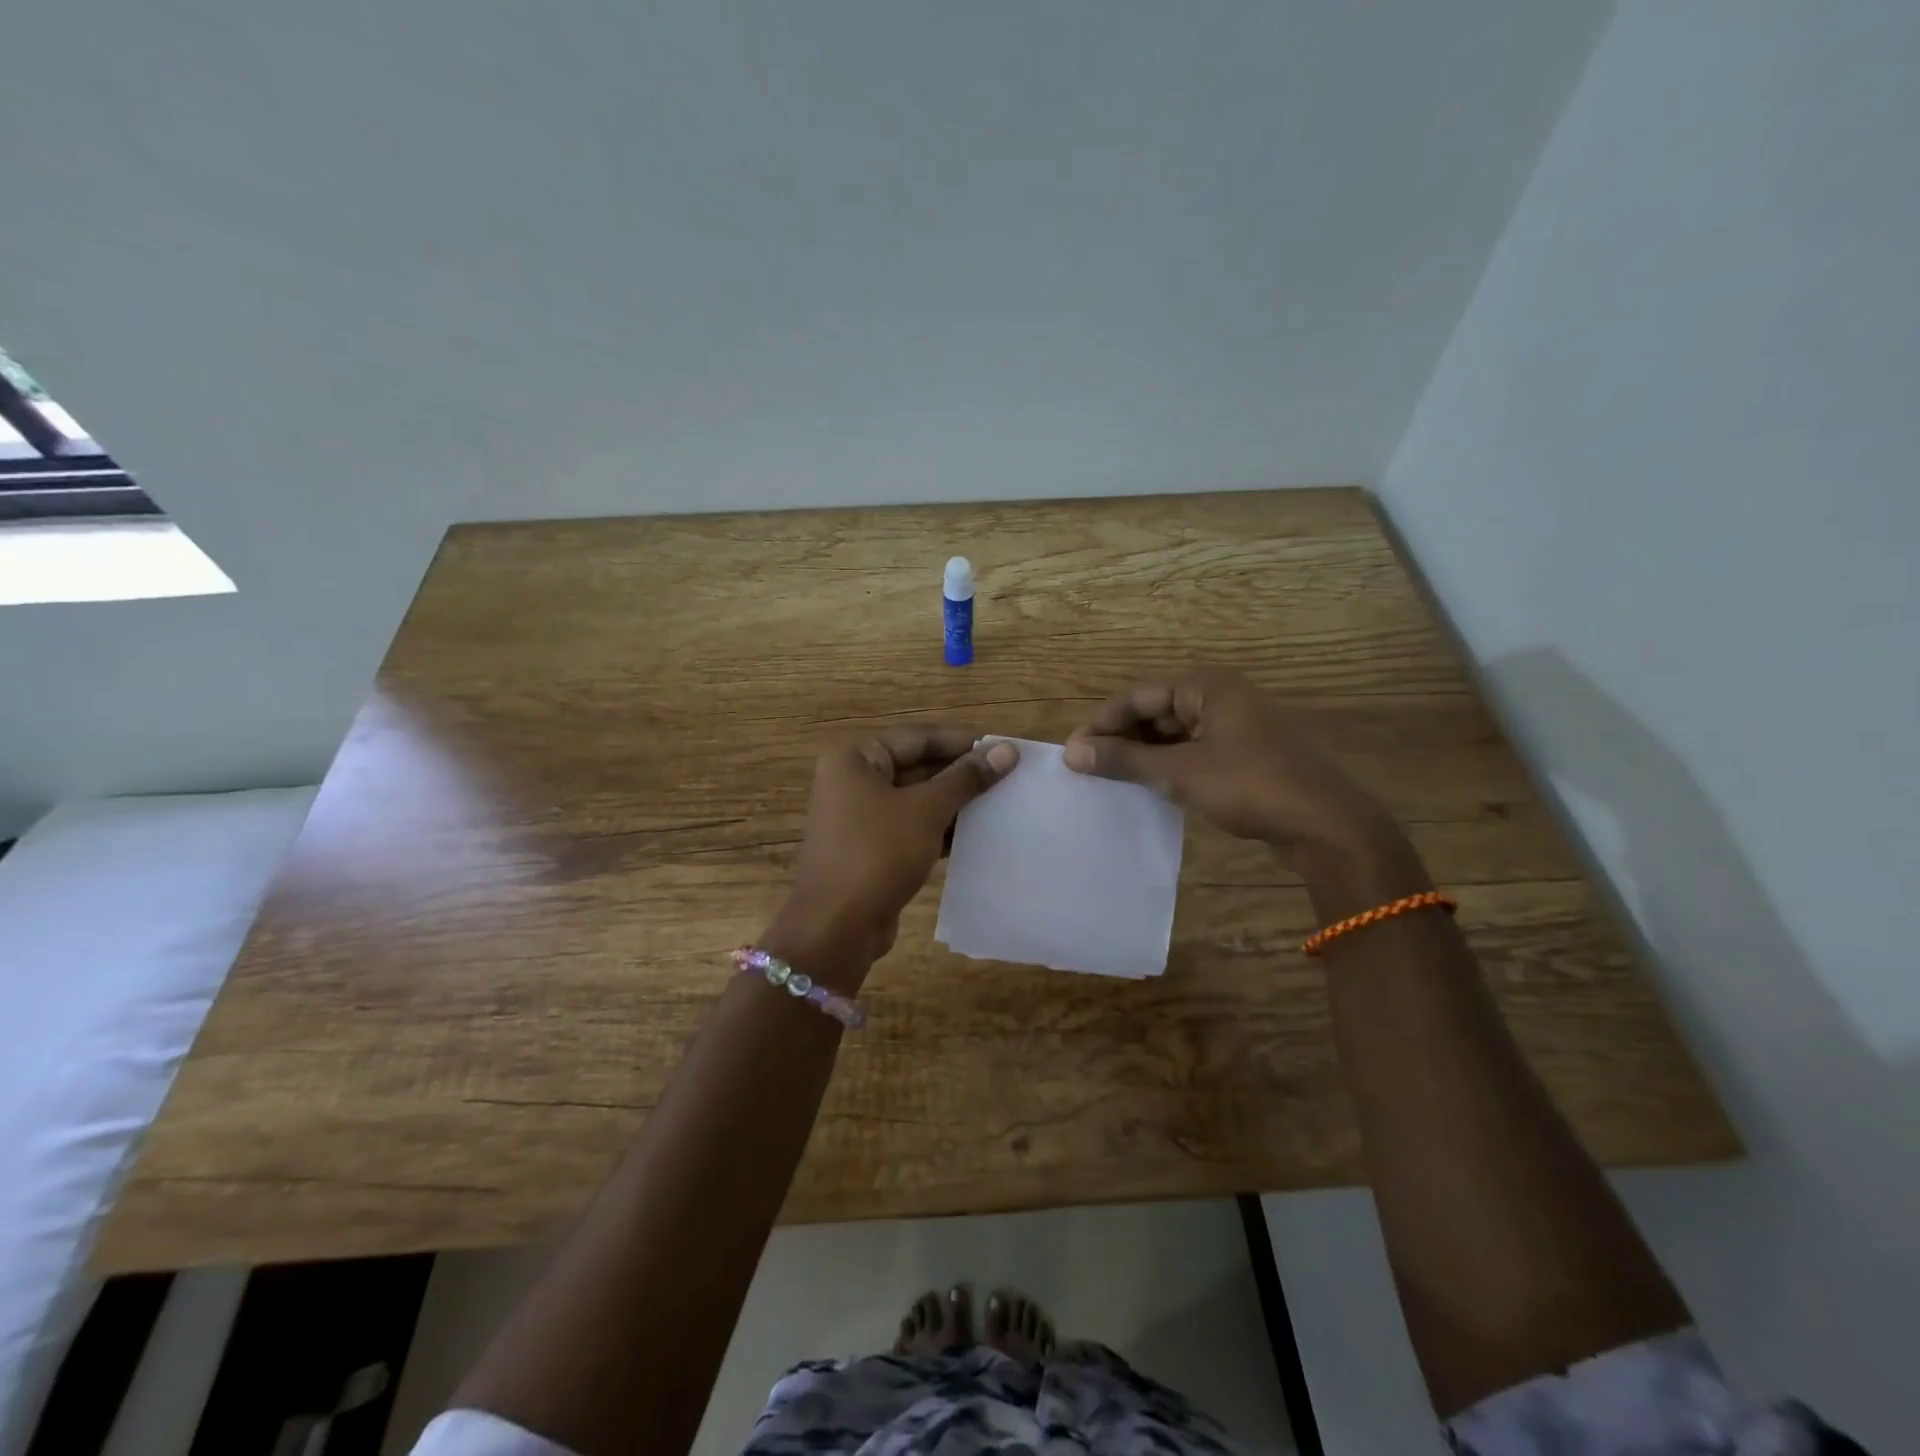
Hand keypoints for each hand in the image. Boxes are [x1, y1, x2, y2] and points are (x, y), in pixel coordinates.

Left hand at [761, 729, 1019, 987]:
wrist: (836, 928)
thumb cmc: (877, 854)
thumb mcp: (926, 810)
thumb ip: (966, 778)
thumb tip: (1007, 750)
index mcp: (856, 758)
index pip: (919, 738)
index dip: (963, 742)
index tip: (1006, 747)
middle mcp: (854, 780)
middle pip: (918, 766)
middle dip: (962, 773)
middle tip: (1011, 776)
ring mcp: (862, 817)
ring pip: (918, 799)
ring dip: (956, 802)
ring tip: (1005, 802)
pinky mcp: (873, 848)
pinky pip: (914, 827)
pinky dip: (942, 828)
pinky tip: (981, 834)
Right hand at [1064, 668, 1412, 877]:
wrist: (1325, 825)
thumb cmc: (1249, 785)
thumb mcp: (1180, 772)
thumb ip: (1124, 761)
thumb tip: (1072, 753)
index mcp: (1206, 686)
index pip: (1138, 695)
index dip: (1102, 722)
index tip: (1073, 751)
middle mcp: (1220, 697)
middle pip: (1156, 710)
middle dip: (1121, 737)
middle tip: (1089, 767)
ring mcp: (1236, 726)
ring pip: (1174, 732)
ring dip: (1143, 753)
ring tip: (1111, 778)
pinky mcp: (1244, 754)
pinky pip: (1193, 750)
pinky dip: (1168, 764)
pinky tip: (1148, 785)